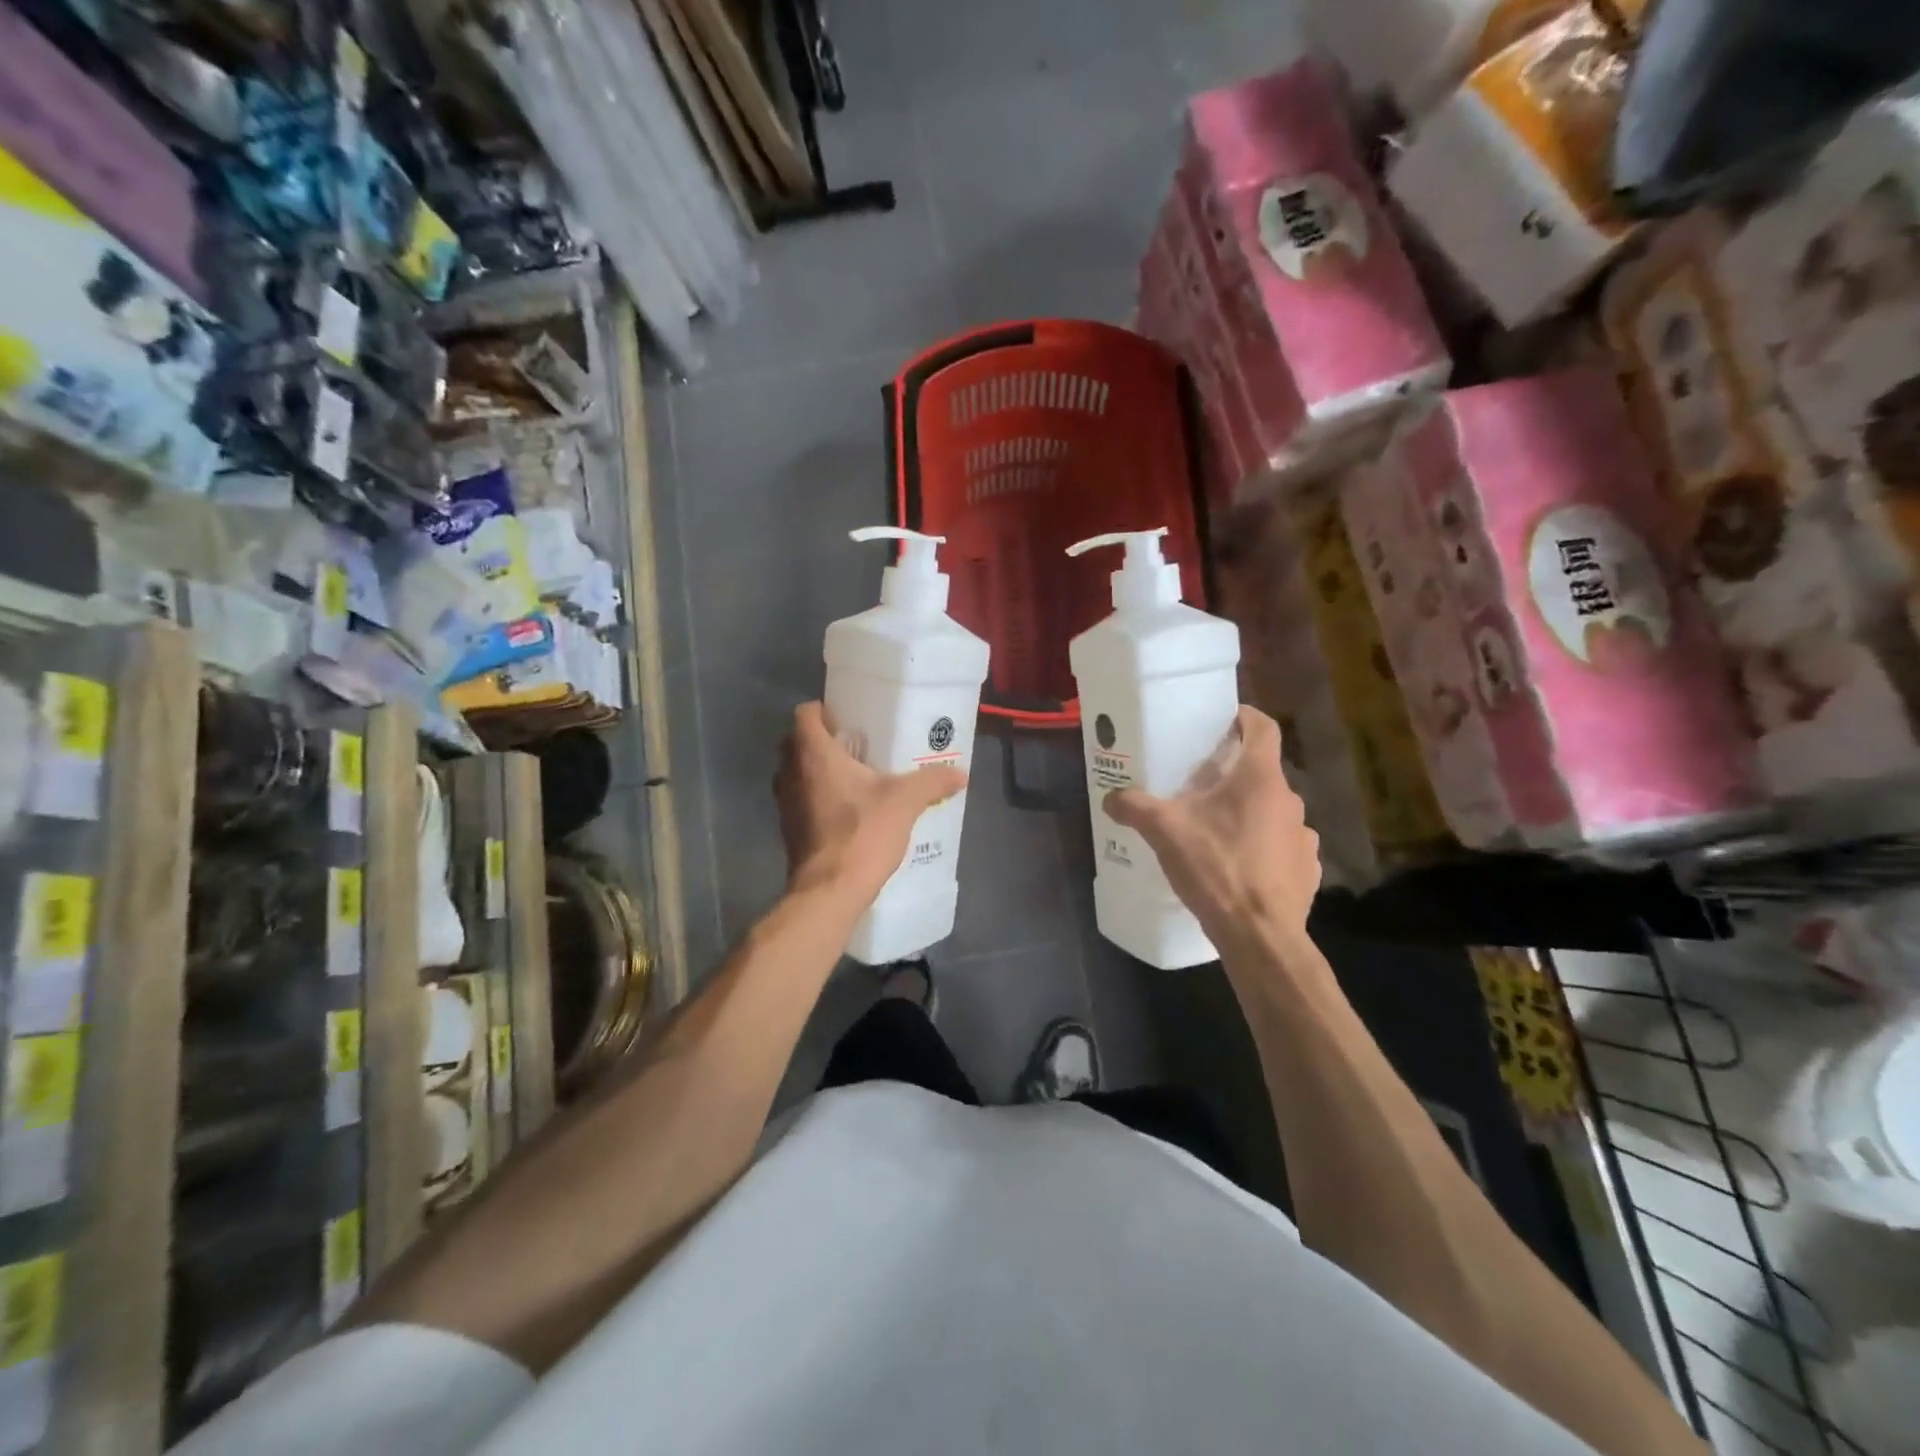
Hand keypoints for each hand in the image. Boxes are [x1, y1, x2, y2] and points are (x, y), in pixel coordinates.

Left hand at [775, 702, 966, 901]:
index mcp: (813, 754)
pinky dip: (817, 798)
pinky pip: (801, 800)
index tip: (848, 717)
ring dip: (818, 771)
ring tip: (855, 777)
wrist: (829, 892)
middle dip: (823, 740)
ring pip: (797, 773)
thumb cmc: (861, 833)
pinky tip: (847, 810)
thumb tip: (960, 773)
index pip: (805, 713)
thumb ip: (932, 782)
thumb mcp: (905, 802)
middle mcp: (791, 772)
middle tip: (857, 745)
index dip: (824, 710)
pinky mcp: (789, 829)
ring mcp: (785, 803)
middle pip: (798, 742)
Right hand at [1105, 706, 1319, 956]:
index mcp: (1260, 779)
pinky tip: (1241, 866)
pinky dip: (1265, 848)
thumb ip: (1134, 807)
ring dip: (1250, 814)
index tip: (1224, 719)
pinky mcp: (1308, 871)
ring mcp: (1304, 837)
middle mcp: (1290, 800)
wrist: (1259, 935)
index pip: (1263, 728)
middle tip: (1202, 785)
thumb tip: (1110, 797)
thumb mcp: (1164, 831)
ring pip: (1274, 812)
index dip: (1245, 717)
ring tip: (1219, 830)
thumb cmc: (1216, 868)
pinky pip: (1284, 847)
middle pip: (1263, 773)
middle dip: (1235, 774)